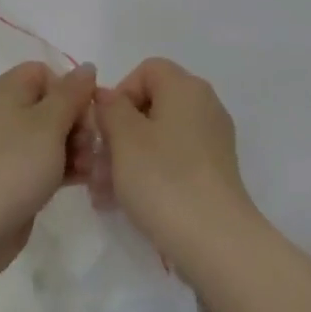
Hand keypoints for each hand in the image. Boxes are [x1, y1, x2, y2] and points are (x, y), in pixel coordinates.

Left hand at [0, 62, 97, 293]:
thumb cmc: (14, 162)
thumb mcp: (49, 122)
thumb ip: (72, 93)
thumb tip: (87, 67)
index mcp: (6, 90)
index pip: (44, 73)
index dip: (69, 88)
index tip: (86, 112)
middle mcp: (5, 113)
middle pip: (52, 105)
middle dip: (78, 122)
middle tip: (90, 145)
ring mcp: (9, 147)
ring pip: (53, 137)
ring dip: (77, 148)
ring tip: (90, 168)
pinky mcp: (15, 177)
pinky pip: (47, 163)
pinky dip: (66, 168)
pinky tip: (86, 180)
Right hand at [95, 58, 254, 252]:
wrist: (215, 241)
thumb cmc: (163, 178)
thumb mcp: (124, 137)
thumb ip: (110, 108)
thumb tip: (109, 97)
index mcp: (186, 88)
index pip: (146, 70)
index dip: (119, 93)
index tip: (104, 127)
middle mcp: (204, 107)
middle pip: (151, 106)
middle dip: (118, 133)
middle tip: (95, 165)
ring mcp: (212, 141)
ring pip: (158, 137)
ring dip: (127, 158)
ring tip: (103, 193)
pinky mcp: (213, 172)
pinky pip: (173, 161)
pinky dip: (149, 174)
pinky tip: (125, 203)